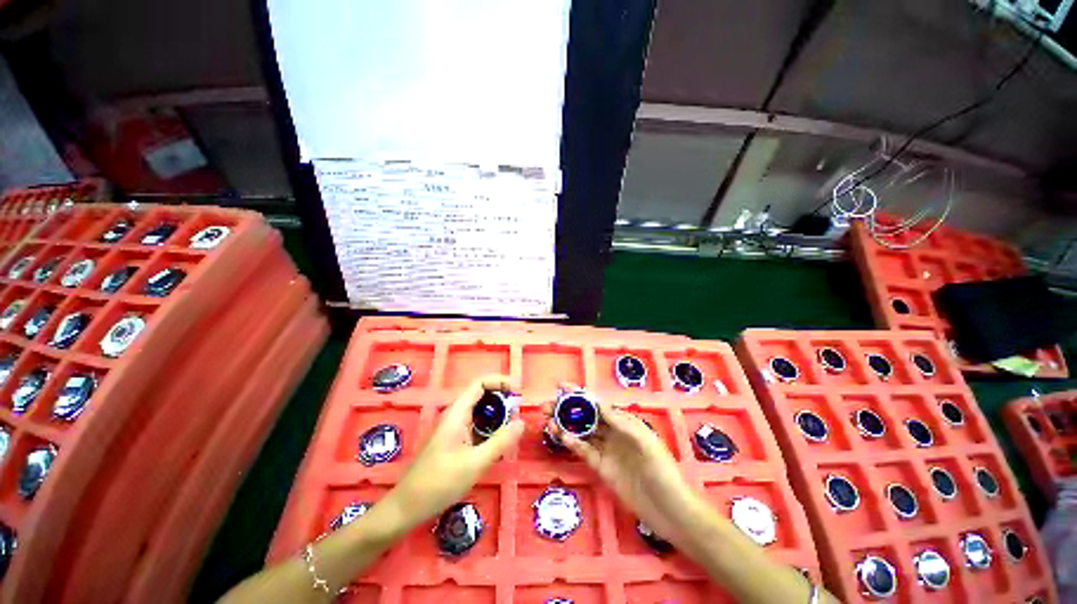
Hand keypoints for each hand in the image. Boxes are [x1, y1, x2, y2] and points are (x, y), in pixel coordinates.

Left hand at [390, 375, 523, 526]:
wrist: (407, 507)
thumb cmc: (439, 483)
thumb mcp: (475, 463)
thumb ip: (500, 442)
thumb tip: (522, 422)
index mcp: (457, 413)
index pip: (480, 383)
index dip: (500, 381)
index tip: (518, 390)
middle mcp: (456, 415)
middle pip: (481, 395)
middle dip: (502, 398)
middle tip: (520, 410)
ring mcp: (454, 429)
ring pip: (480, 412)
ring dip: (498, 414)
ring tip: (514, 425)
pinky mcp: (455, 441)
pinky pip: (476, 426)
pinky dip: (491, 428)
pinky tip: (500, 442)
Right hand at [545, 386, 703, 550]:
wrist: (668, 508)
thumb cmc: (661, 469)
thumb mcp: (644, 441)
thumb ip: (621, 423)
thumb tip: (599, 404)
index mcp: (623, 422)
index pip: (597, 403)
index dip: (579, 394)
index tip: (561, 386)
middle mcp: (612, 432)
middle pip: (585, 416)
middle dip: (566, 408)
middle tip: (546, 405)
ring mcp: (606, 450)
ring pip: (581, 432)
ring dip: (565, 425)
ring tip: (547, 419)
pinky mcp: (601, 467)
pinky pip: (584, 451)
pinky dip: (572, 443)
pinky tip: (560, 437)